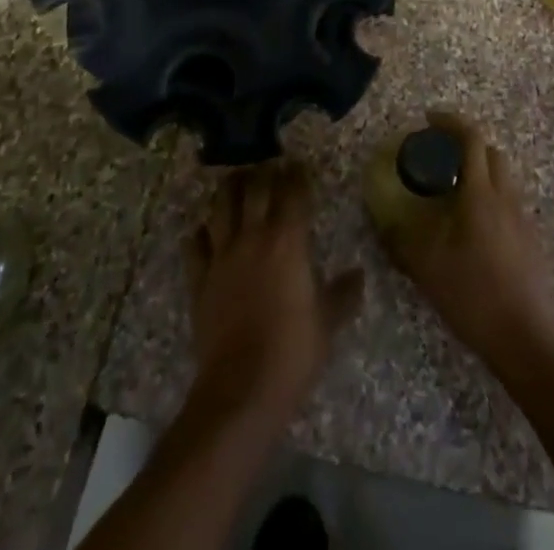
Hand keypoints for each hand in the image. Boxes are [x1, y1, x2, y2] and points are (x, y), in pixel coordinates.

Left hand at [183, 161, 362, 430]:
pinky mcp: (199, 279)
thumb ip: (343, 293)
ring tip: (235, 182)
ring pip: (220, 206)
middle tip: (268, 168)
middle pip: (254, 188)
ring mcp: (222, 256)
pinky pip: (195, 245)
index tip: (299, 165)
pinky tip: (204, 231)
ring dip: (229, 190)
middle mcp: (254, 236)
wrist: (242, 389)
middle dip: (262, 173)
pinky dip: (200, 233)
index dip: (296, 174)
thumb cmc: (293, 351)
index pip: (293, 191)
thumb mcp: (327, 322)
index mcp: (288, 240)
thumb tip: (359, 274)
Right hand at [378, 111, 553, 370]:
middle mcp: (506, 197)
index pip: (471, 138)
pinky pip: (508, 203)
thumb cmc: (474, 295)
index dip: (450, 122)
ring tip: (451, 194)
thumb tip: (383, 219)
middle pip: (490, 153)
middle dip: (465, 145)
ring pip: (502, 178)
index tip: (429, 119)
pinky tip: (472, 229)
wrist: (528, 339)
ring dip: (478, 172)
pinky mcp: (531, 241)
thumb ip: (401, 239)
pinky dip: (489, 199)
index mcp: (481, 193)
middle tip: (439, 156)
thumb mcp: (427, 267)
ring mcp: (523, 219)